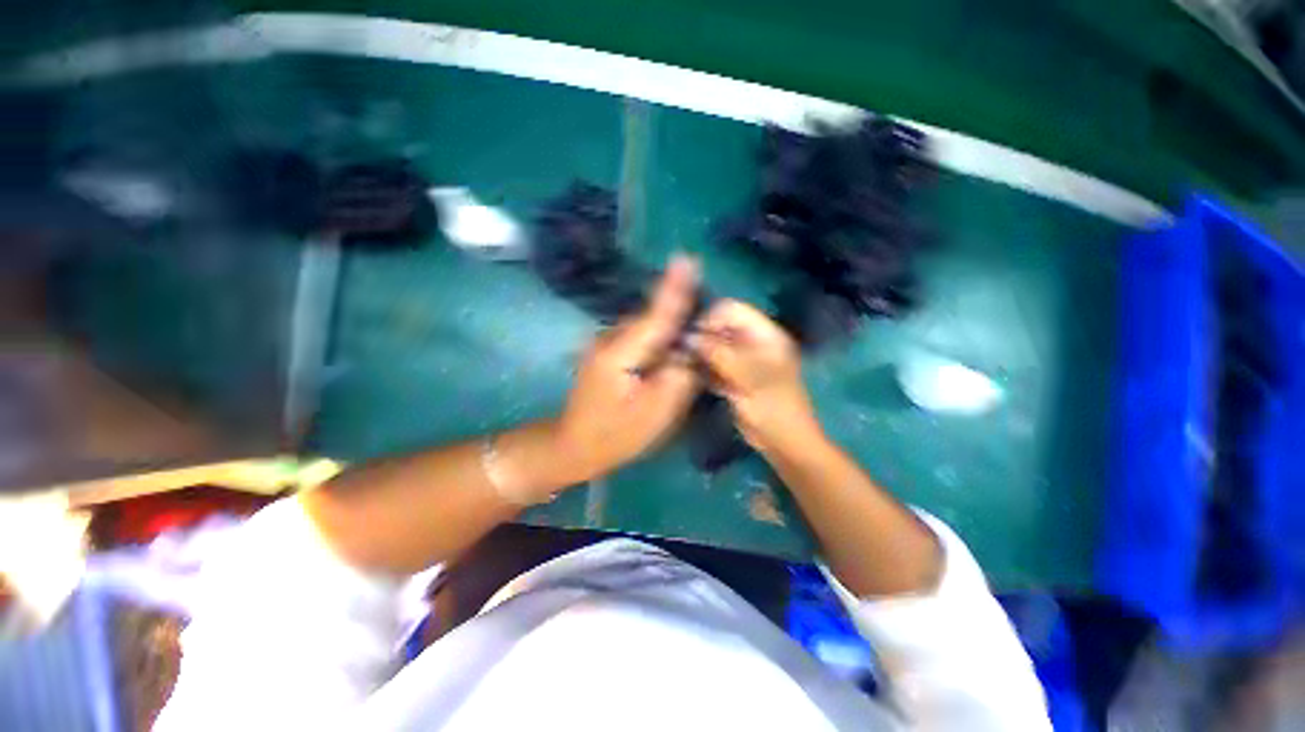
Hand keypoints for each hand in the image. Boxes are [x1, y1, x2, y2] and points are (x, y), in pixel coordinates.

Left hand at [552, 256, 701, 480]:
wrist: (574, 445)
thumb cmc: (615, 434)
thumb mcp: (655, 413)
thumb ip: (679, 377)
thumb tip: (692, 349)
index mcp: (619, 353)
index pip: (654, 316)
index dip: (673, 289)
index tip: (688, 258)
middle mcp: (610, 339)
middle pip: (653, 317)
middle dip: (680, 306)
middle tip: (711, 307)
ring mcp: (607, 343)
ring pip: (647, 326)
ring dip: (671, 322)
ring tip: (698, 324)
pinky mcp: (610, 351)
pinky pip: (641, 336)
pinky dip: (660, 336)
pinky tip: (675, 344)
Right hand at [689, 300, 820, 452]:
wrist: (784, 444)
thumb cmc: (773, 409)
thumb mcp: (748, 378)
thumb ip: (719, 354)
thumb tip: (689, 337)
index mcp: (764, 335)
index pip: (731, 310)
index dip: (710, 319)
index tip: (692, 338)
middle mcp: (752, 342)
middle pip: (720, 327)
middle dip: (702, 337)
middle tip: (685, 353)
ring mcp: (742, 360)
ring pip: (714, 346)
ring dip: (701, 354)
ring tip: (687, 365)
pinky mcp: (734, 376)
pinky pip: (714, 364)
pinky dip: (704, 368)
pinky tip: (695, 377)